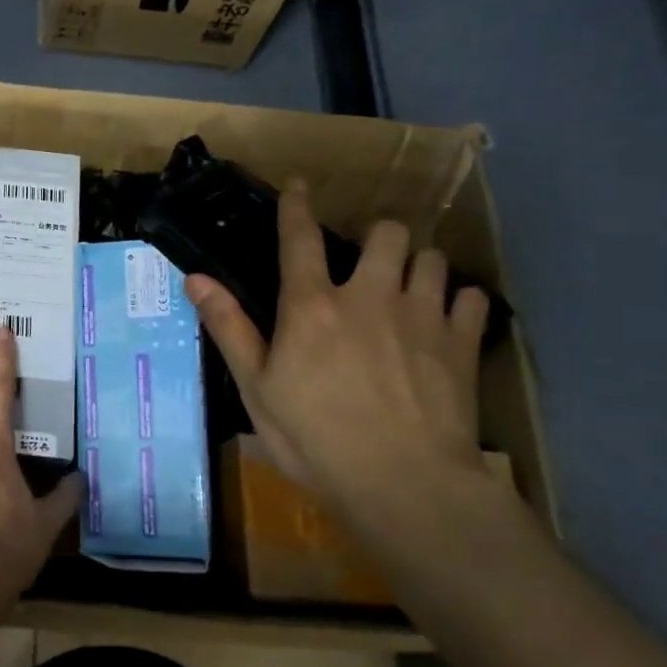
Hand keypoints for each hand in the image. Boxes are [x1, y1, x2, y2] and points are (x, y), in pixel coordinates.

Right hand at [185, 180, 488, 507]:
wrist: (402, 481)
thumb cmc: (313, 437)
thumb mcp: (255, 387)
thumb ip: (229, 327)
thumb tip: (195, 277)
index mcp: (312, 306)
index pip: (300, 239)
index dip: (298, 206)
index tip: (300, 184)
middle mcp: (369, 296)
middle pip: (387, 233)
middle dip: (377, 235)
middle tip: (367, 258)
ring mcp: (422, 316)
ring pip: (432, 257)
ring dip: (417, 263)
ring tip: (407, 285)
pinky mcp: (462, 343)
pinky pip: (471, 297)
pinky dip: (457, 300)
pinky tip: (445, 319)